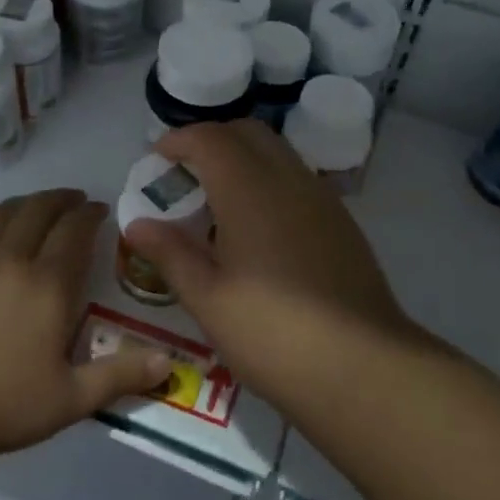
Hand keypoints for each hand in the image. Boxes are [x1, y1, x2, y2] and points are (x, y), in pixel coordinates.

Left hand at [0, 189, 172, 459]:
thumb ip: (119, 376)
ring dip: (29, 202)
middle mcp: (13, 258)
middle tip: (75, 200)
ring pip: (5, 212)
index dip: (90, 214)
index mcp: (49, 284)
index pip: (75, 231)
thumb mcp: (69, 399)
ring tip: (40, 205)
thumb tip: (170, 361)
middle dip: (63, 199)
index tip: (99, 209)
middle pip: (40, 210)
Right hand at [123, 122, 415, 403]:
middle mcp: (288, 180)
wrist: (363, 367)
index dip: (179, 140)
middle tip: (185, 174)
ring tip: (218, 201)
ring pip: (277, 153)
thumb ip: (170, 254)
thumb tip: (136, 224)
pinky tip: (258, 227)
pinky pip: (297, 179)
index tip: (157, 159)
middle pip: (247, 132)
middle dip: (211, 141)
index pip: (210, 138)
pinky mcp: (341, 222)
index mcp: (249, 190)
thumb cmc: (273, 333)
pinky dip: (269, 180)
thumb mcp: (208, 299)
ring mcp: (322, 198)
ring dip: (243, 159)